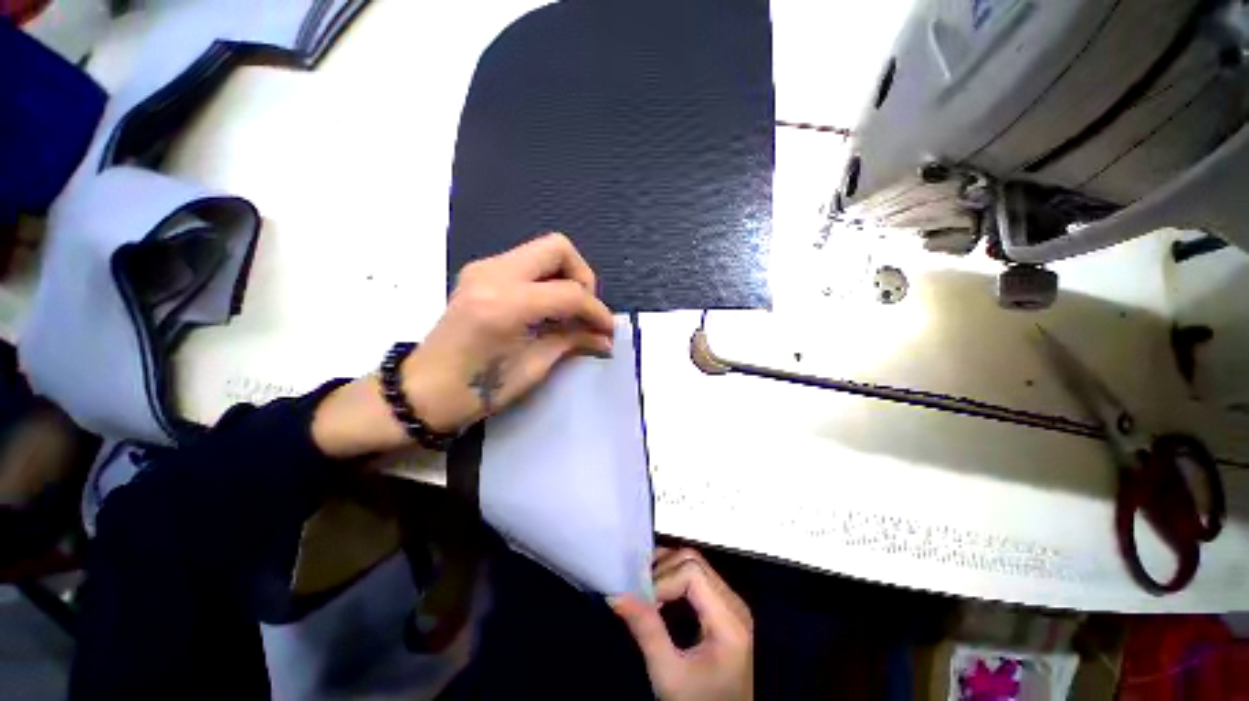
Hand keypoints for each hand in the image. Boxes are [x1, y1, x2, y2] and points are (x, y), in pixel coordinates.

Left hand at [312, 233, 613, 457]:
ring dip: (565, 276)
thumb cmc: (478, 390)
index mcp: (506, 304)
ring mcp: (483, 268)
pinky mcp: (480, 272)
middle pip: (558, 248)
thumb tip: (606, 338)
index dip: (597, 311)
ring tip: (570, 311)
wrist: (424, 390)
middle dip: (583, 277)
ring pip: (543, 251)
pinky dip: (547, 279)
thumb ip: (573, 341)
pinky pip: (527, 262)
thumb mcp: (534, 367)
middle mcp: (493, 274)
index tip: (608, 330)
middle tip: (586, 309)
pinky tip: (548, 308)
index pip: (570, 292)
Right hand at [612, 548, 753, 700]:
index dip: (663, 581)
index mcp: (729, 620)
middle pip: (694, 562)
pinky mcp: (722, 607)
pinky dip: (674, 577)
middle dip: (663, 571)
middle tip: (640, 593)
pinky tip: (658, 595)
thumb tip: (617, 594)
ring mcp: (730, 604)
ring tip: (645, 592)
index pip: (692, 573)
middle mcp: (734, 603)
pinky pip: (697, 577)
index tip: (641, 602)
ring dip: (667, 571)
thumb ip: (646, 631)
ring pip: (695, 563)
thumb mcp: (669, 675)